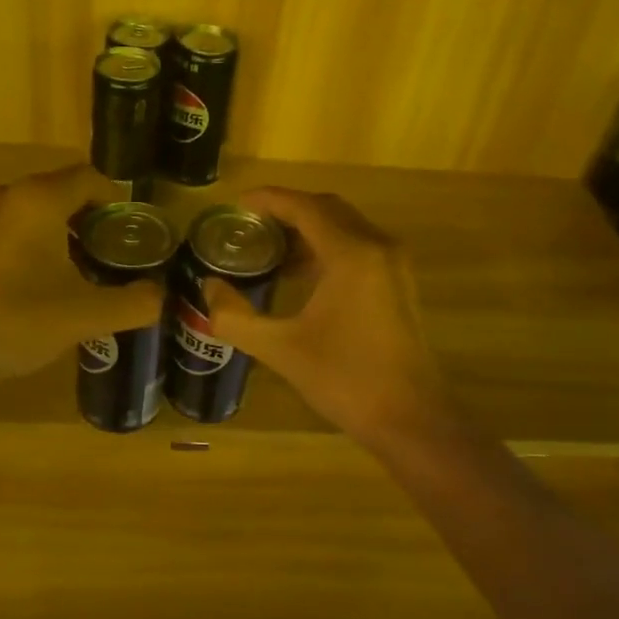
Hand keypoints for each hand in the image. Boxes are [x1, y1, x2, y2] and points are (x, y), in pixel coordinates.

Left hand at [0, 163, 165, 392]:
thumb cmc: (18, 321)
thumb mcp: (86, 315)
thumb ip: (133, 303)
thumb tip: (158, 296)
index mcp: (38, 200)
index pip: (90, 178)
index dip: (117, 201)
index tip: (133, 233)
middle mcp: (6, 196)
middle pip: (62, 191)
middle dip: (93, 219)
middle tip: (114, 254)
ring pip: (35, 211)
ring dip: (63, 232)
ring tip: (84, 270)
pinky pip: (11, 228)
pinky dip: (34, 243)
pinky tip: (42, 282)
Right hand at [203, 187, 452, 443]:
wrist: (409, 419)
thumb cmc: (345, 379)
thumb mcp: (280, 349)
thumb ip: (235, 317)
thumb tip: (209, 288)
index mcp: (351, 254)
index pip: (305, 207)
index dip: (269, 200)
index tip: (237, 204)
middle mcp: (378, 247)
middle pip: (327, 209)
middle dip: (288, 211)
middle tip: (251, 227)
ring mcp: (395, 264)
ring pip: (346, 227)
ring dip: (309, 230)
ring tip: (270, 251)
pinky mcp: (400, 284)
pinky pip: (360, 246)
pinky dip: (329, 248)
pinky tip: (303, 276)